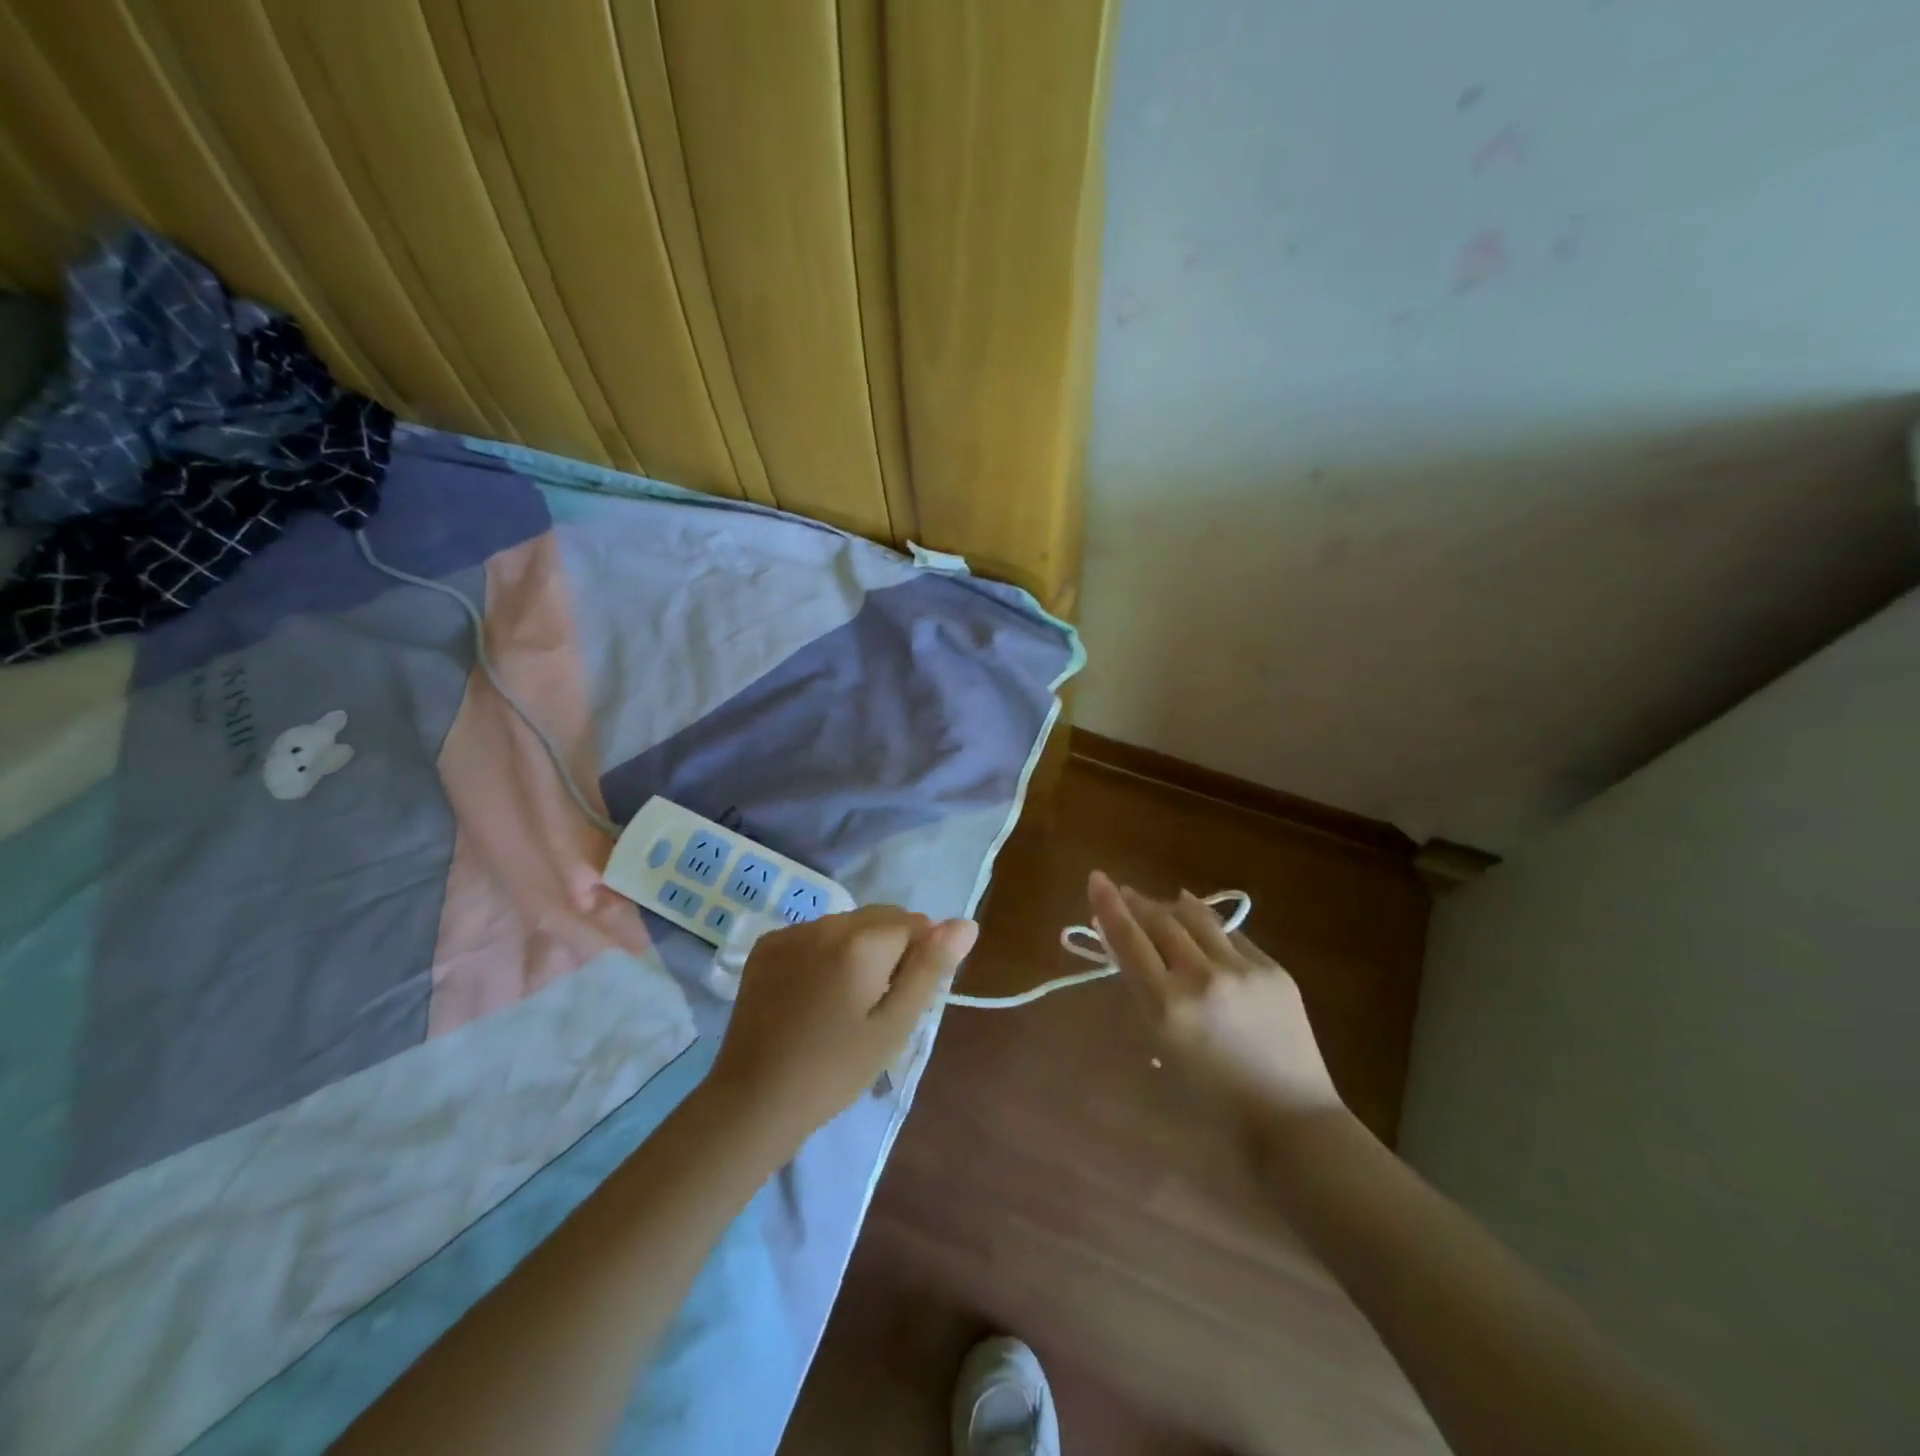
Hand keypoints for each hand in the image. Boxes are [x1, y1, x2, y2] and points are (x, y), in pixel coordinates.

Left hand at [708, 906, 978, 1153]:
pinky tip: (814, 993)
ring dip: (858, 947)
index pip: (915, 923)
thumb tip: (965, 923)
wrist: (754, 1101)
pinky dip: (824, 952)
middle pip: (879, 917)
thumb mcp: (894, 1026)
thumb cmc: (835, 1071)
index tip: (902, 997)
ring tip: (844, 1000)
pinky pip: (813, 934)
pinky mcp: (766, 946)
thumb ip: (930, 969)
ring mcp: (790, 932)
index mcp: (861, 942)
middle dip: (890, 947)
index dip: (919, 957)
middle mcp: (824, 923)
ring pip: (846, 923)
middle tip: (877, 1002)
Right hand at [1088, 870, 1342, 1124]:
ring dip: (1171, 906)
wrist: (1290, 1118)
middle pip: (1160, 920)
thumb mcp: (1162, 1045)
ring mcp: (1242, 970)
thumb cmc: (1211, 1098)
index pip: (1128, 939)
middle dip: (1137, 902)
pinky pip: (1231, 936)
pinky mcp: (1273, 969)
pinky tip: (1201, 925)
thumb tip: (1126, 947)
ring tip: (1160, 903)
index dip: (1108, 905)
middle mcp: (1201, 978)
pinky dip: (1208, 928)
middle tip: (1124, 893)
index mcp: (1166, 1006)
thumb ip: (1143, 993)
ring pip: (1197, 917)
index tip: (1096, 877)